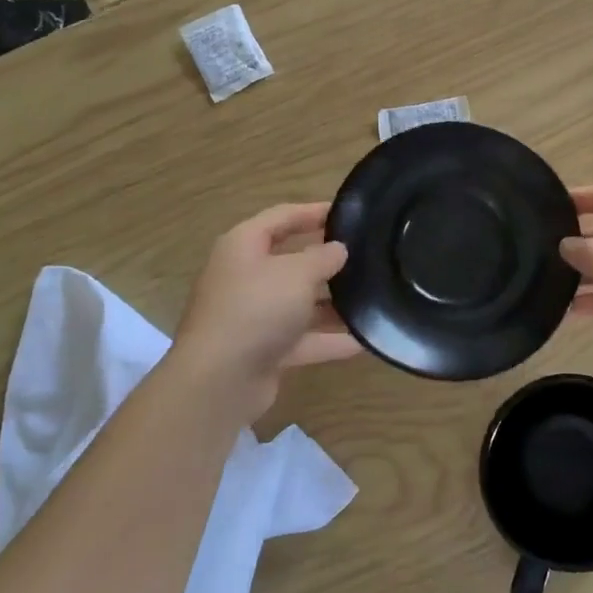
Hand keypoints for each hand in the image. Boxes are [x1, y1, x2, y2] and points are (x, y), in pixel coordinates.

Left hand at [172, 203, 359, 409]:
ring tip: (373, 297)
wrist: (219, 380)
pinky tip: (365, 340)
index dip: (314, 212)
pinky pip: (303, 339)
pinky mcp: (264, 350)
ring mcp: (254, 316)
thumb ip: (323, 257)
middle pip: (291, 261)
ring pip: (299, 303)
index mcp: (244, 246)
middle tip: (366, 255)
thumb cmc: (256, 309)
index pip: (282, 217)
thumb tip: (339, 249)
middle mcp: (246, 277)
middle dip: (327, 260)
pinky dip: (330, 340)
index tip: (349, 212)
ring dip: (332, 303)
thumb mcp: (297, 274)